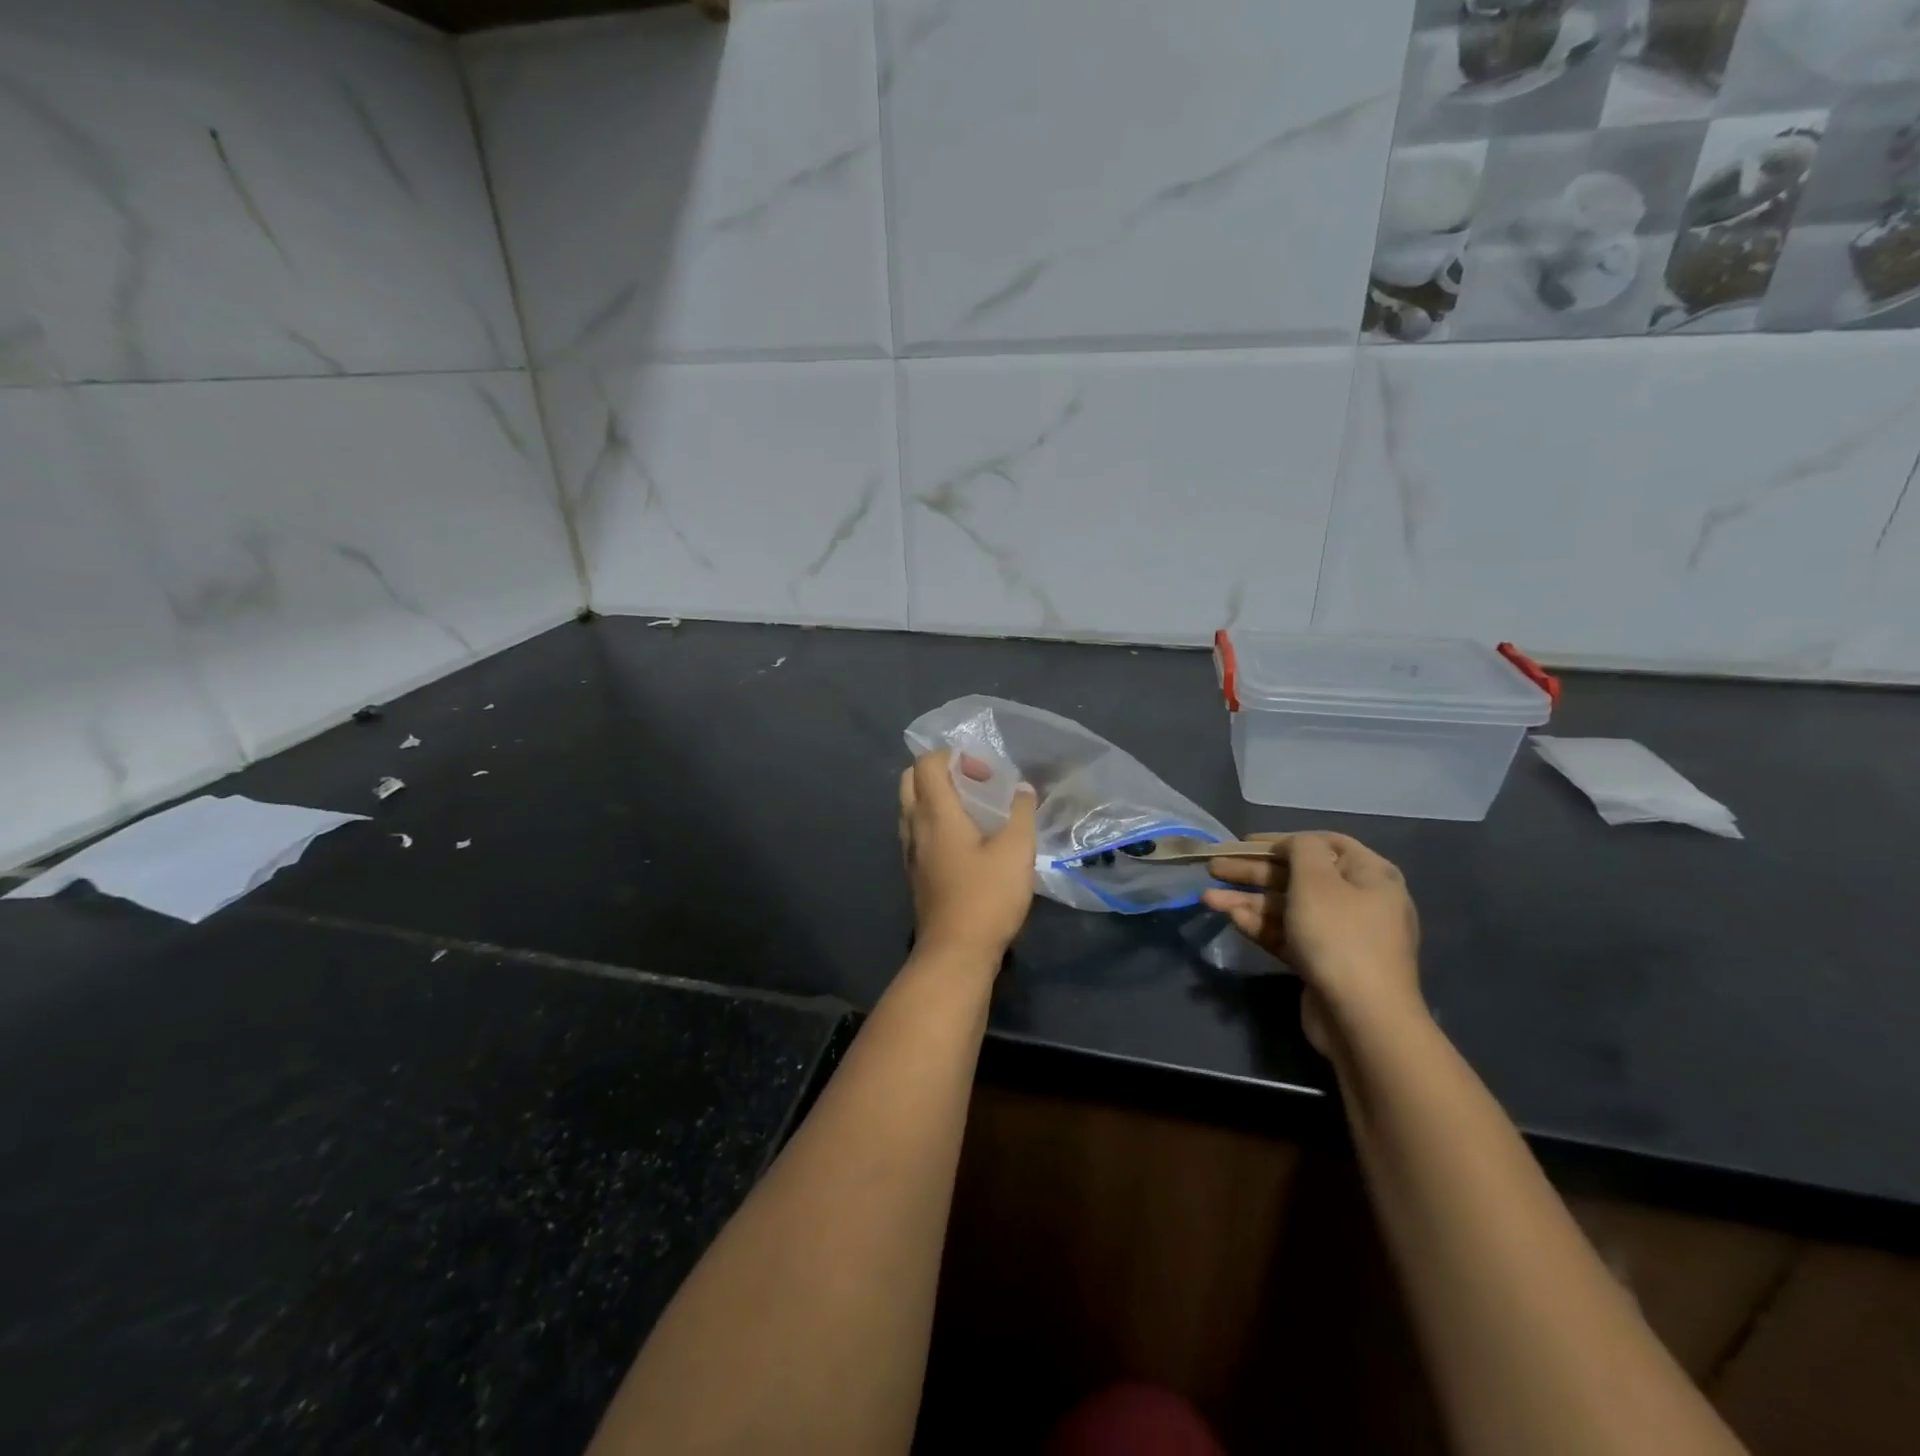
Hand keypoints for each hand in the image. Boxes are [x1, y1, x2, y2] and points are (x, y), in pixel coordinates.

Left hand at [898, 749, 1036, 966]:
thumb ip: (1021, 813)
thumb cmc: (986, 896)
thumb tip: (1023, 789)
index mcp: (935, 813)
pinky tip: (964, 842)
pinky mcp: (914, 873)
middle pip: (911, 780)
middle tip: (974, 784)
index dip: (954, 756)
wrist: (955, 952)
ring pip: (911, 807)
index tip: (984, 774)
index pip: (927, 763)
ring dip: (936, 798)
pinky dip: (934, 822)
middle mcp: (914, 826)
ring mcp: (909, 852)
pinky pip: (916, 832)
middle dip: (940, 771)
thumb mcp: (1017, 850)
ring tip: (972, 811)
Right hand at [1203, 832, 1421, 1054]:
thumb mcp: (1317, 881)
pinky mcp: (1321, 962)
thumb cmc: (1340, 936)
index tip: (1245, 842)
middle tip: (1214, 868)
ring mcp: (1340, 935)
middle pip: (1298, 876)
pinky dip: (1260, 925)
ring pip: (1287, 907)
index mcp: (1369, 875)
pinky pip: (1287, 935)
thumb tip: (1295, 846)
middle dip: (1253, 871)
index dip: (1282, 840)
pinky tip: (1231, 919)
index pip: (1323, 843)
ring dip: (1247, 900)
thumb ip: (1301, 850)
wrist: (1362, 1018)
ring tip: (1207, 899)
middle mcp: (1358, 901)